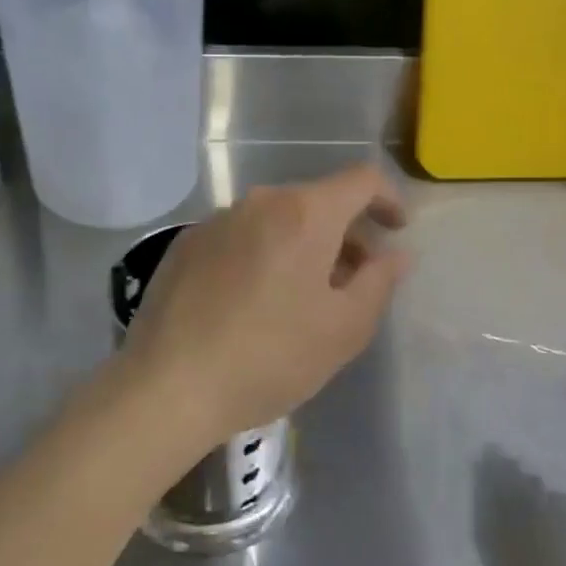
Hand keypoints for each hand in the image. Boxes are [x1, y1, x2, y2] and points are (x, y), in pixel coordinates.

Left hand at [121, 163, 410, 453]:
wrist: (169, 385)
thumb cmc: (270, 357)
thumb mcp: (344, 329)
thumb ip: (379, 282)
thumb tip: (395, 254)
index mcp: (304, 213)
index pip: (361, 180)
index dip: (388, 199)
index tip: (396, 230)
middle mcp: (259, 202)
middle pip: (316, 201)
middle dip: (345, 232)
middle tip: (354, 279)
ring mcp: (216, 220)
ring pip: (276, 219)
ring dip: (302, 245)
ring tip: (304, 294)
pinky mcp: (185, 243)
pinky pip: (240, 236)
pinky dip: (262, 253)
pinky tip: (254, 300)